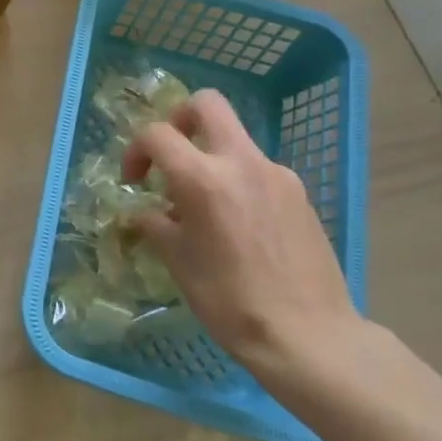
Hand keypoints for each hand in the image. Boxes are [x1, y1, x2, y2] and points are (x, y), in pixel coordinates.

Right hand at [122, 90, 357, 374]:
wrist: (308, 335)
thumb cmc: (229, 299)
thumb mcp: (176, 260)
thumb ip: (154, 224)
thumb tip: (144, 213)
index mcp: (203, 179)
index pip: (158, 134)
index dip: (135, 151)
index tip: (133, 181)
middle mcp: (242, 163)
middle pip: (208, 105)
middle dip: (180, 118)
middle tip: (169, 153)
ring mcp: (278, 176)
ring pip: (235, 140)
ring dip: (210, 156)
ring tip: (202, 205)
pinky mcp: (300, 195)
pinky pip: (258, 170)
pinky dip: (237, 181)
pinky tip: (236, 224)